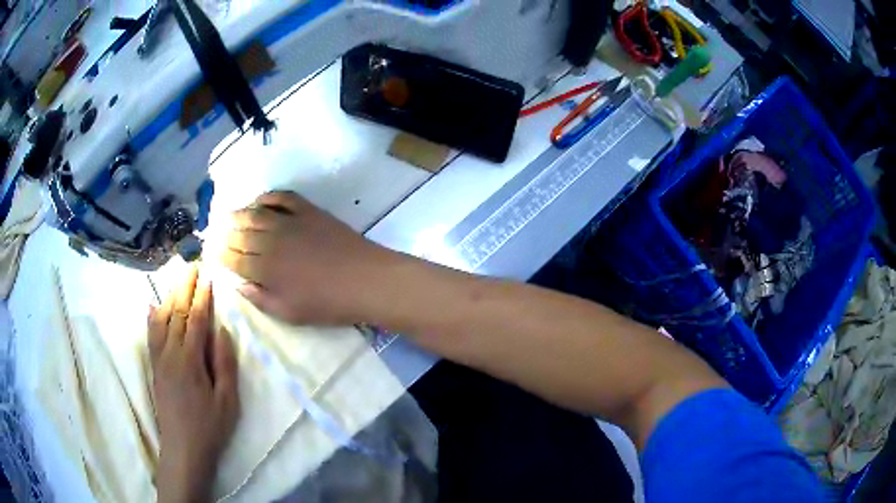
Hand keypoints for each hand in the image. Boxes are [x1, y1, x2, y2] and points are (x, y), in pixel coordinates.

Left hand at [149, 267, 238, 502]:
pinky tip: (152, 306)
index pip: (195, 321)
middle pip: (176, 314)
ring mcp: (159, 361)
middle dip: (185, 289)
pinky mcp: (155, 368)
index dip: (202, 298)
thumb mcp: (227, 401)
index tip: (208, 277)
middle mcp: (170, 354)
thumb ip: (224, 364)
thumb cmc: (210, 427)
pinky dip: (152, 317)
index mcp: (189, 361)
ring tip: (177, 280)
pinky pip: (151, 336)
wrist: (183, 449)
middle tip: (192, 267)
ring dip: (169, 297)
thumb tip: (222, 331)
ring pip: (161, 321)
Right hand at [220, 191, 397, 324]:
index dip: (220, 254)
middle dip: (224, 232)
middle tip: (215, 231)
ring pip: (255, 213)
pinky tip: (260, 201)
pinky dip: (267, 197)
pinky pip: (282, 197)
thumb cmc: (328, 304)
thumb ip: (260, 299)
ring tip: (228, 215)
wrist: (366, 280)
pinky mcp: (308, 210)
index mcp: (265, 269)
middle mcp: (271, 241)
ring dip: (239, 213)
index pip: (233, 258)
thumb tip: (238, 285)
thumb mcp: (290, 313)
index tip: (212, 251)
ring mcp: (290, 222)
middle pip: (240, 233)